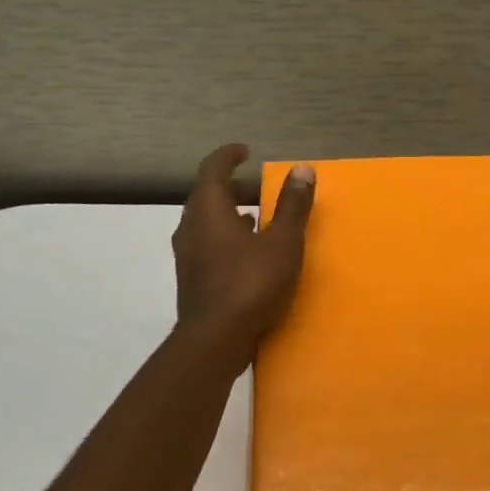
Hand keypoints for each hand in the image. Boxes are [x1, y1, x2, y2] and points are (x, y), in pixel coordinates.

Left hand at [172, 144, 315, 368]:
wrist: (216, 338)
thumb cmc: (251, 284)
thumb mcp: (283, 243)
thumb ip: (293, 206)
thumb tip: (303, 169)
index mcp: (208, 209)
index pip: (213, 168)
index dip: (230, 155)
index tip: (246, 152)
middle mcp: (190, 226)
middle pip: (208, 195)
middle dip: (233, 188)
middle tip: (259, 190)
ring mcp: (186, 255)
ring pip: (206, 223)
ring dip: (229, 216)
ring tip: (256, 220)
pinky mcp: (191, 279)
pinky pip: (207, 246)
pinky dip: (225, 239)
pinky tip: (246, 255)